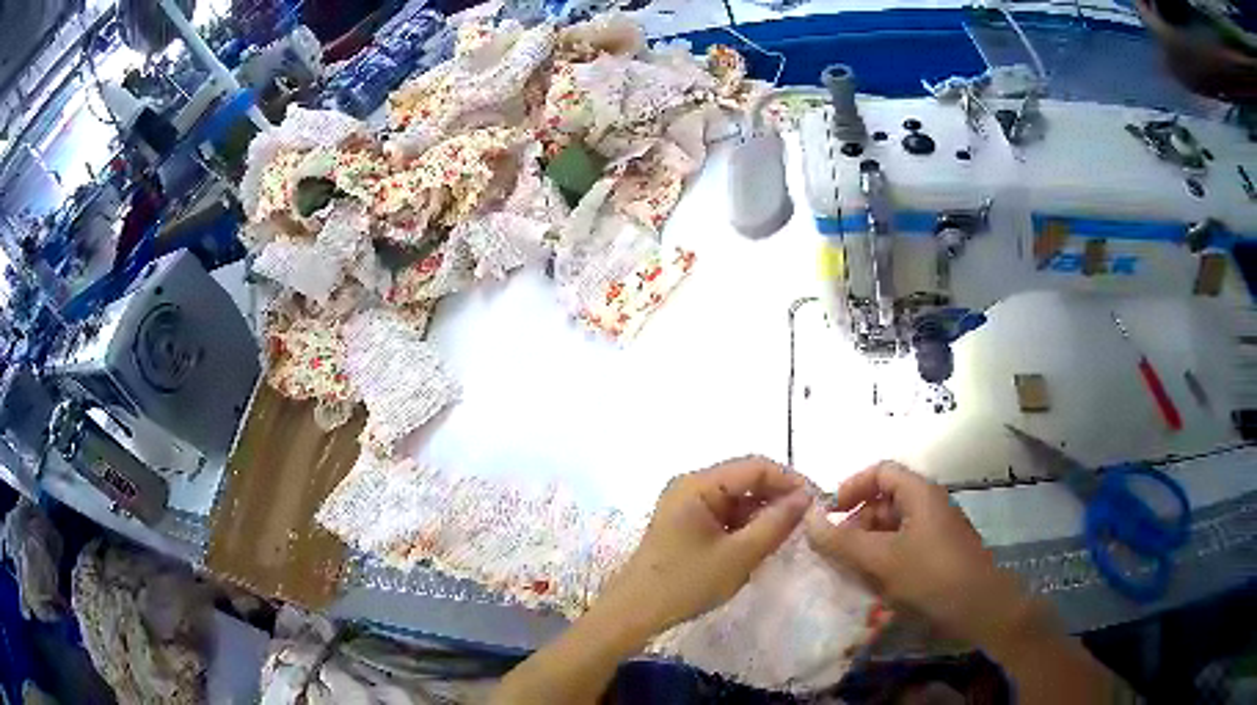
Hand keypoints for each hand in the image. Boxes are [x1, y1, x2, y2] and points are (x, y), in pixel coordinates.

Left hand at [599, 456, 811, 637]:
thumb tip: (806, 497)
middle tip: (809, 518)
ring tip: (791, 532)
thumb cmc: (686, 583)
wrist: (635, 613)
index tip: (818, 501)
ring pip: (737, 498)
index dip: (790, 480)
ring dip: (763, 511)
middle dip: (778, 496)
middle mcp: (691, 485)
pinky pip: (724, 513)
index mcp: (698, 484)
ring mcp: (686, 504)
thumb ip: (776, 523)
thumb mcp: (739, 555)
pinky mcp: (686, 523)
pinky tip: (764, 541)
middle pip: (745, 479)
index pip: (755, 467)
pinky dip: (746, 524)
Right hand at [805, 462, 1030, 650]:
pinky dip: (884, 561)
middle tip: (835, 552)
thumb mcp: (882, 559)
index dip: (851, 487)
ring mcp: (935, 531)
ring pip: (892, 528)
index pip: (880, 471)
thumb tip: (807, 518)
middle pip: (884, 501)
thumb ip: (842, 541)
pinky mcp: (938, 555)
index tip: (828, 514)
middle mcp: (929, 505)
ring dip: (867, 546)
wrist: (980, 607)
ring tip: (850, 572)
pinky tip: (873, 586)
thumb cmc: (931, 575)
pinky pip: (903, 548)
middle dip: (856, 523)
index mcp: (919, 493)